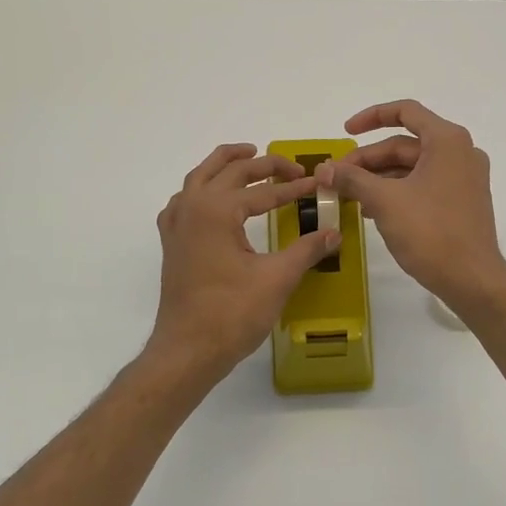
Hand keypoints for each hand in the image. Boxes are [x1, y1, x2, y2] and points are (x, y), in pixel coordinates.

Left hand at [148, 143, 342, 377]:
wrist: (187, 350)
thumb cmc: (232, 313)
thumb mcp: (277, 279)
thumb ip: (306, 250)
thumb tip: (334, 233)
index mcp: (217, 210)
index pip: (264, 191)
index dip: (295, 188)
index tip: (318, 185)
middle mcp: (192, 207)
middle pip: (230, 172)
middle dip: (264, 166)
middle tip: (293, 168)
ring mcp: (177, 224)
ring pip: (200, 177)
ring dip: (225, 164)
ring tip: (249, 156)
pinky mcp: (172, 243)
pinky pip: (184, 200)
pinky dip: (201, 188)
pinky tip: (213, 198)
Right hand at [317, 100, 505, 315]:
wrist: (472, 279)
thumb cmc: (431, 232)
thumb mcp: (384, 201)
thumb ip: (352, 179)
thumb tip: (322, 169)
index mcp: (447, 141)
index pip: (405, 112)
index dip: (371, 117)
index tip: (345, 132)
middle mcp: (460, 152)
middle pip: (405, 144)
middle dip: (368, 159)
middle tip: (337, 178)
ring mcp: (464, 178)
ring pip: (413, 167)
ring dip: (379, 178)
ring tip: (349, 196)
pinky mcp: (462, 202)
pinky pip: (424, 185)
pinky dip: (397, 191)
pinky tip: (372, 210)